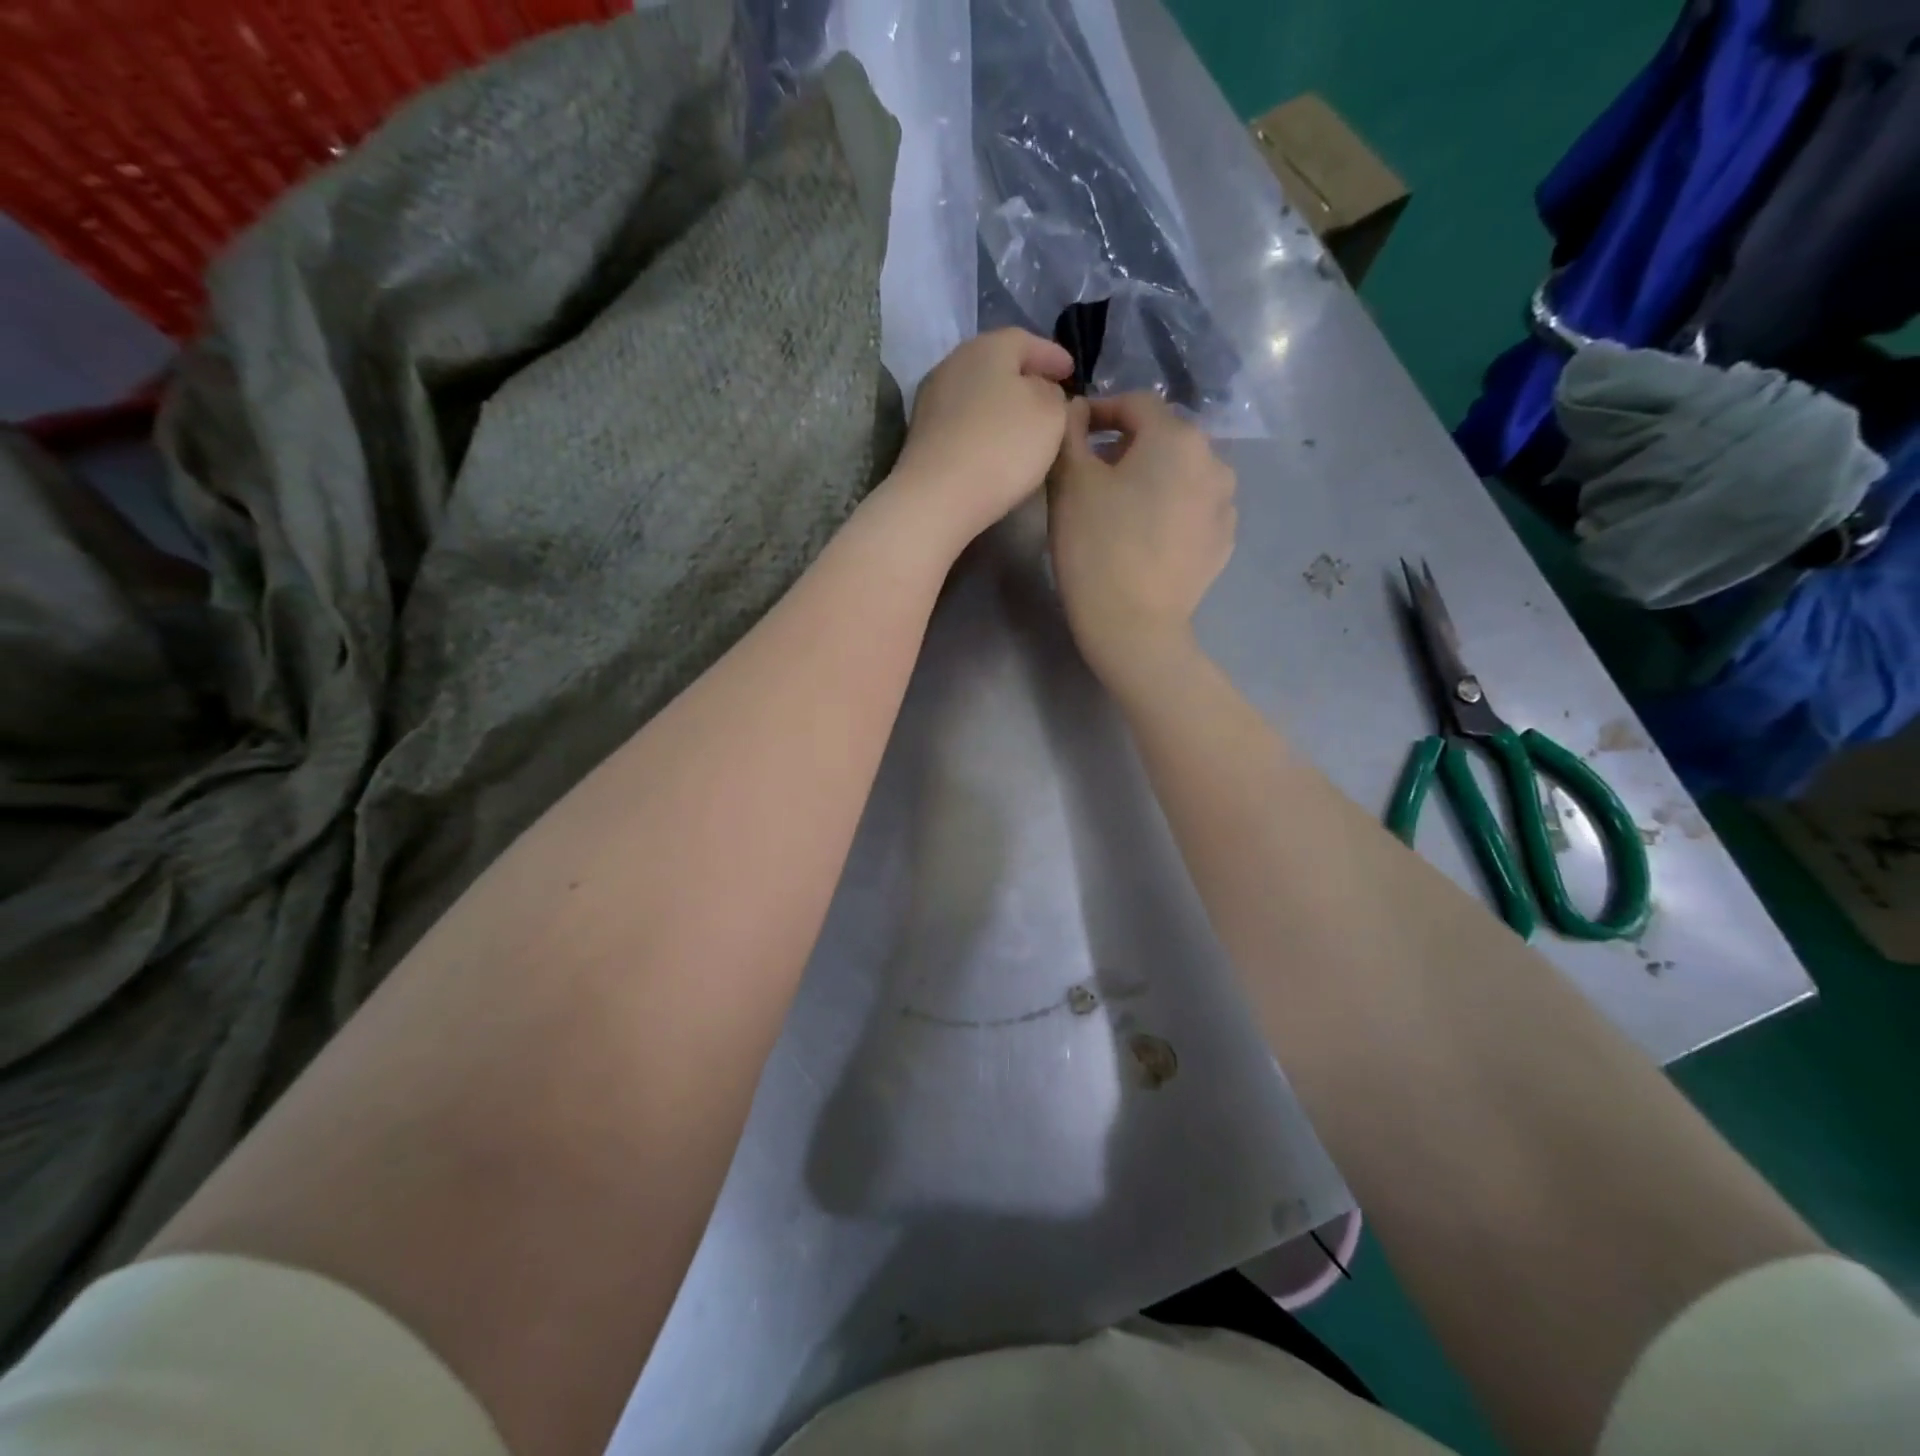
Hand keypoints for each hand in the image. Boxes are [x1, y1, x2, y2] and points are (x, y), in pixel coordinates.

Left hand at [884, 329, 1074, 553]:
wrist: (937, 496)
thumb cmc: (1002, 446)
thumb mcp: (1050, 414)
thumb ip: (1053, 395)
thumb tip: (1042, 391)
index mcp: (987, 347)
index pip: (1026, 340)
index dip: (1052, 355)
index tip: (1072, 372)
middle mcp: (954, 364)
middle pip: (997, 364)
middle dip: (1024, 378)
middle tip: (1049, 395)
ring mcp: (932, 400)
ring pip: (978, 393)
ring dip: (1002, 404)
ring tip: (1024, 424)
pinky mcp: (923, 435)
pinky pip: (963, 421)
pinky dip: (983, 427)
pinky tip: (995, 445)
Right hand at [1047, 393, 1236, 683]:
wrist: (1133, 625)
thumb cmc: (1096, 547)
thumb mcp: (1070, 482)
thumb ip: (1070, 433)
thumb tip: (1076, 410)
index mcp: (1176, 437)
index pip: (1136, 403)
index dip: (1100, 411)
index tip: (1074, 432)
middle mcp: (1213, 460)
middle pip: (1164, 438)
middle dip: (1128, 448)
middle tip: (1093, 475)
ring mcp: (1225, 504)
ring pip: (1182, 475)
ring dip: (1152, 479)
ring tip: (1121, 508)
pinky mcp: (1224, 542)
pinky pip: (1193, 510)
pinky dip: (1170, 510)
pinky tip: (1146, 537)